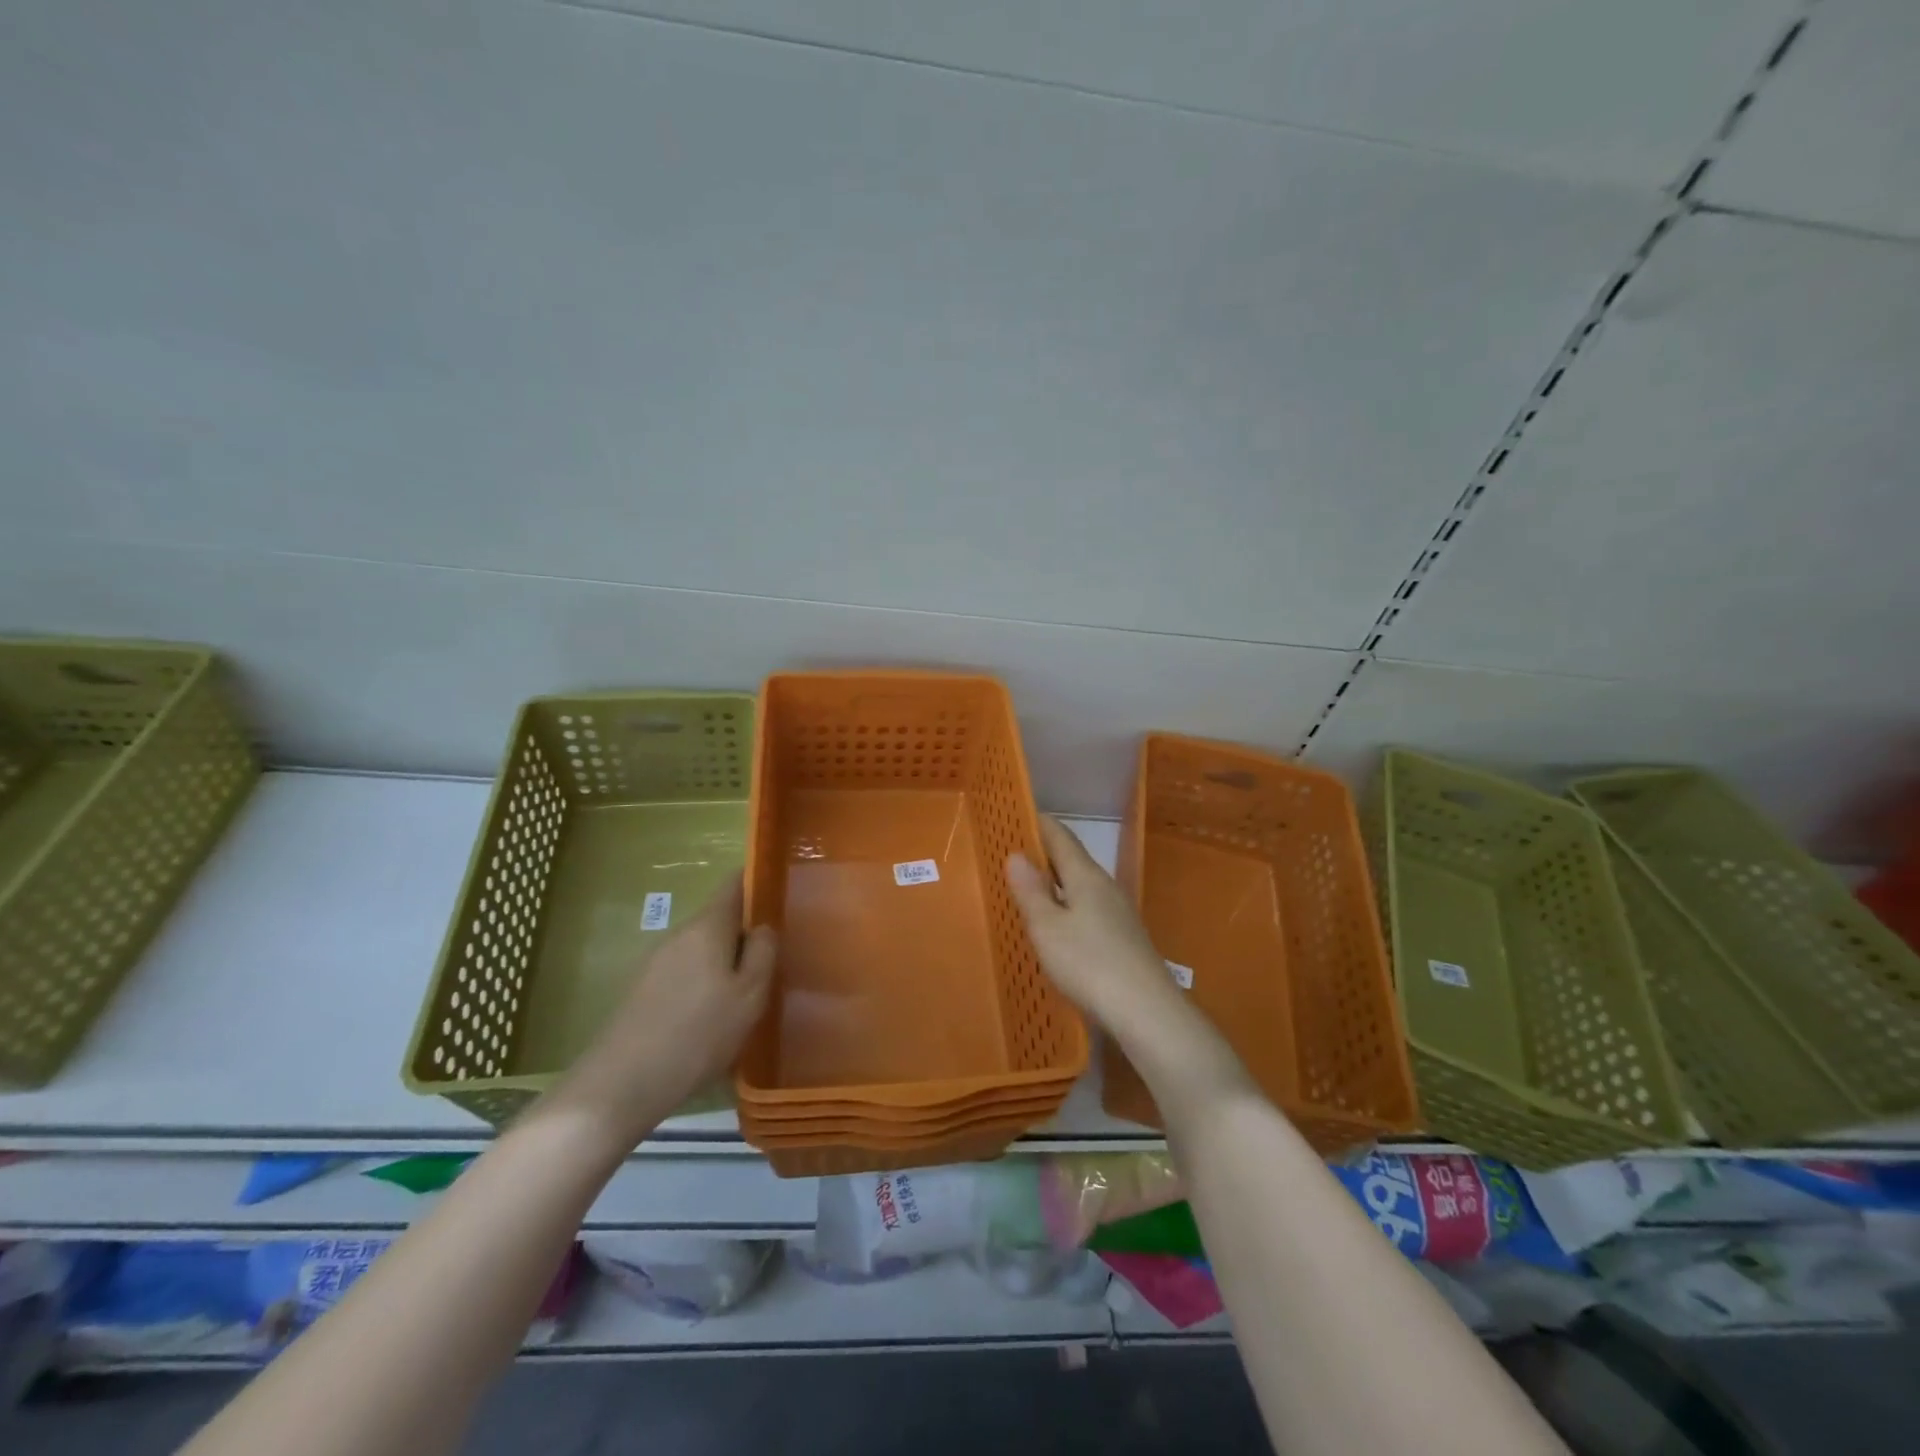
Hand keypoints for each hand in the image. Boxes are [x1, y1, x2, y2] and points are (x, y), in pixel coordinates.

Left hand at [552, 873, 774, 1148]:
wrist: (620, 1084)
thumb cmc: (698, 1034)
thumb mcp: (749, 995)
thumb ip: (763, 953)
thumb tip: (763, 926)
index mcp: (707, 927)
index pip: (733, 884)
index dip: (756, 881)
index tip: (779, 891)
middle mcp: (678, 934)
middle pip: (718, 919)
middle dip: (744, 932)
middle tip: (771, 960)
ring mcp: (655, 962)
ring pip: (701, 949)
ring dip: (723, 962)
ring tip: (744, 996)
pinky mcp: (641, 991)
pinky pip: (683, 973)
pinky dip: (703, 984)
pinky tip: (710, 1019)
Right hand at [1007, 816, 1244, 1106]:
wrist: (1146, 1011)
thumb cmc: (1089, 963)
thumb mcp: (1047, 928)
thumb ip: (1031, 891)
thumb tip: (1016, 854)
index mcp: (1087, 876)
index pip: (1061, 838)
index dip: (1039, 824)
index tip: (1017, 813)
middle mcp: (1106, 887)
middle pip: (1073, 860)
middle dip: (1045, 854)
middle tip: (1013, 852)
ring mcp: (1119, 914)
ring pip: (1082, 886)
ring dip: (1057, 882)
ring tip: (1029, 887)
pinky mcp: (1124, 939)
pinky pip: (1088, 909)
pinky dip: (1068, 906)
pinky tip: (1058, 925)